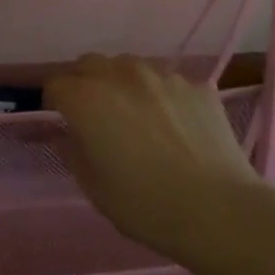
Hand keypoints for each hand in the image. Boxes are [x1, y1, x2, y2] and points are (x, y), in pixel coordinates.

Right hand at [46, 55, 266, 256]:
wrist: (219, 210)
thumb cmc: (145, 204)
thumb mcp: (93, 187)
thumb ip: (71, 151)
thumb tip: (64, 134)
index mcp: (86, 99)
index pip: (55, 84)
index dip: (54, 104)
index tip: (64, 124)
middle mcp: (120, 75)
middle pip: (89, 64)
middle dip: (84, 84)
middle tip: (95, 116)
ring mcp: (162, 76)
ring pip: (128, 66)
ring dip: (121, 83)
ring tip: (135, 115)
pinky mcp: (197, 85)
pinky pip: (167, 81)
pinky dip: (160, 95)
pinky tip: (174, 125)